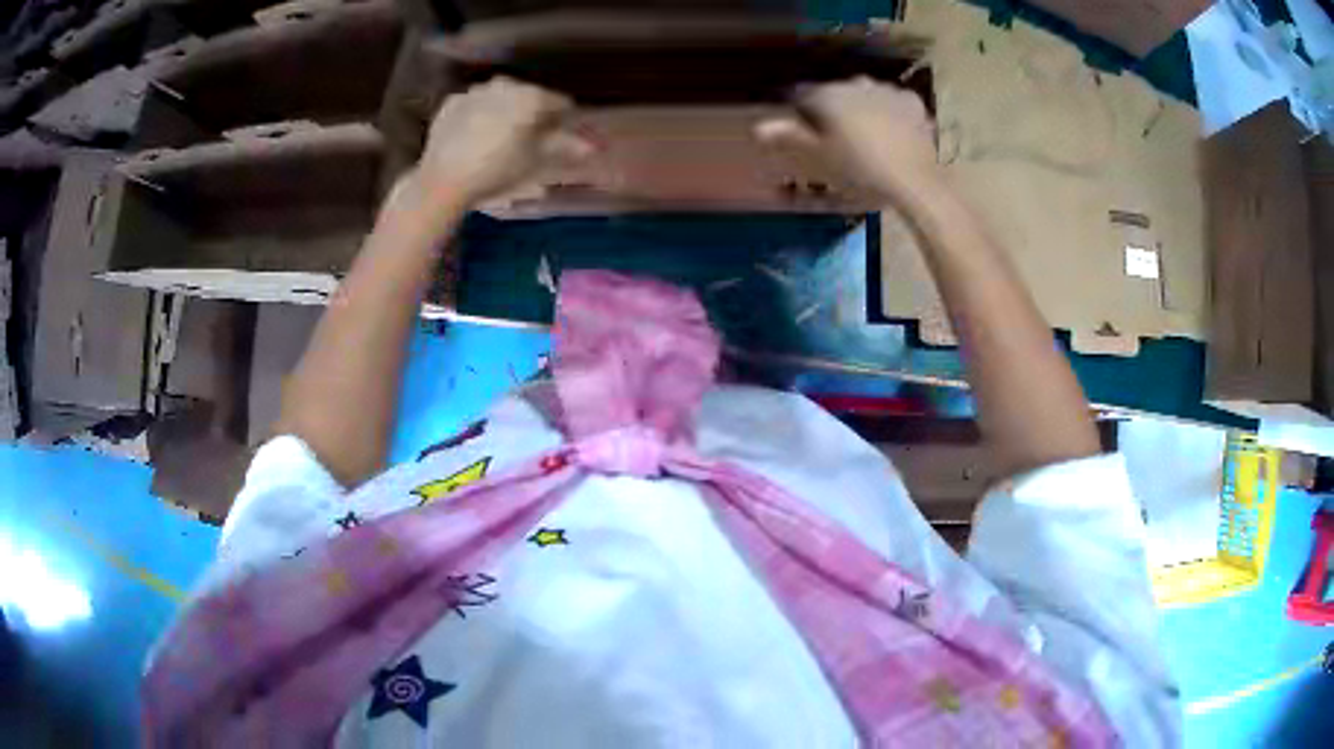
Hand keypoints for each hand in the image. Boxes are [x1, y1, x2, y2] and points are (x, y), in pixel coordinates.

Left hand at [413, 77, 588, 205]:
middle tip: (532, 136)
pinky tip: (477, 134)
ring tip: (503, 135)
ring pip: (500, 97)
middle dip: (533, 112)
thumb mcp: (536, 161)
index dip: (563, 117)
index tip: (562, 132)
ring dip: (506, 110)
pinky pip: (474, 104)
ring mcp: (475, 91)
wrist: (443, 180)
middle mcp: (504, 85)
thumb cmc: (497, 171)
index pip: (558, 102)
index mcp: (530, 95)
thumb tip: (593, 145)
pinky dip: (480, 114)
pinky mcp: (451, 103)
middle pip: (528, 96)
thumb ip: (564, 147)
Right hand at [756, 77, 941, 203]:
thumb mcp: (821, 156)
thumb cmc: (860, 169)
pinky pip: (893, 100)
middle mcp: (853, 83)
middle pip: (835, 91)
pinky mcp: (911, 99)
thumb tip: (756, 128)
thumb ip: (790, 136)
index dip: (801, 110)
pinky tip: (892, 130)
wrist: (913, 178)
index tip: (807, 128)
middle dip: (833, 106)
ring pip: (865, 92)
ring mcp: (885, 89)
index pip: (802, 94)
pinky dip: (890, 110)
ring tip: (868, 134)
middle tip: (838, 135)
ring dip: (862, 105)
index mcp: (827, 95)